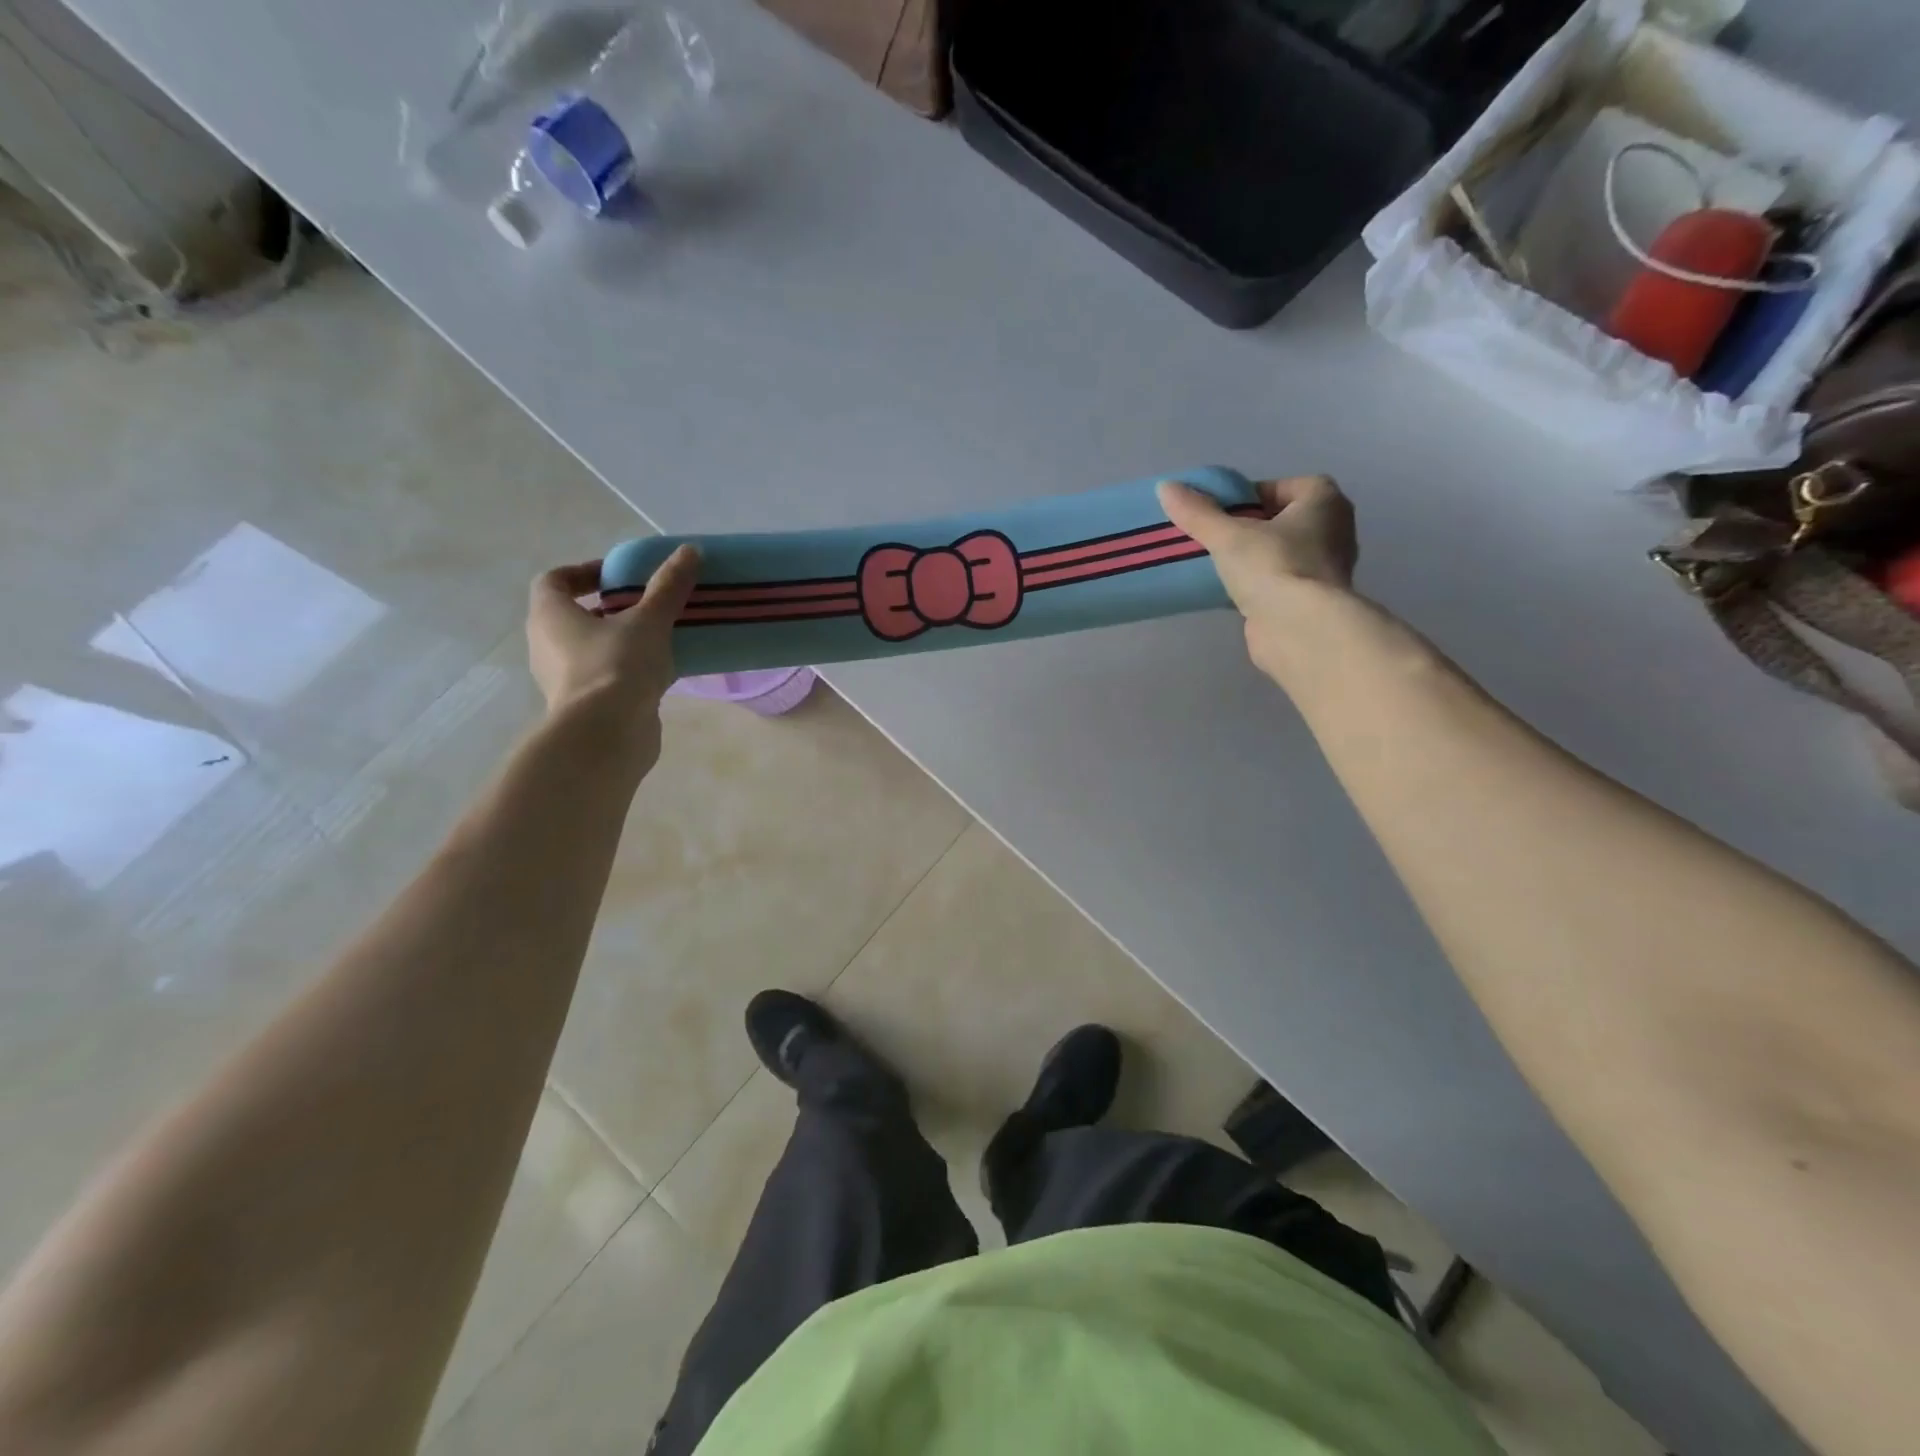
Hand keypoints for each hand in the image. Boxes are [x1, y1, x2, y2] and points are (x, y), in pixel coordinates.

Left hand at [526, 546, 699, 732]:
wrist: (607, 735)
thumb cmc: (617, 666)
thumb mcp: (649, 620)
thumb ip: (668, 587)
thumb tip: (690, 550)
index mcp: (549, 615)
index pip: (555, 580)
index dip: (585, 572)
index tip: (620, 575)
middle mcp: (546, 645)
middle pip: (573, 616)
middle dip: (609, 608)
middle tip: (646, 606)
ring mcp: (563, 679)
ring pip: (590, 649)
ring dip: (620, 641)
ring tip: (660, 638)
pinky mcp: (583, 707)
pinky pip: (604, 677)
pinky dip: (626, 671)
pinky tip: (660, 673)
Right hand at [1158, 476, 1358, 676]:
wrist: (1300, 630)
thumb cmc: (1273, 566)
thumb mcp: (1228, 535)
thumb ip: (1197, 512)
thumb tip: (1165, 487)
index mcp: (1325, 501)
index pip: (1281, 487)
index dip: (1248, 496)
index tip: (1219, 513)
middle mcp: (1334, 530)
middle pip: (1280, 520)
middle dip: (1248, 528)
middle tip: (1213, 538)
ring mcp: (1325, 568)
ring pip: (1279, 553)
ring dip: (1252, 558)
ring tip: (1215, 565)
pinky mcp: (1310, 600)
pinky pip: (1278, 582)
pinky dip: (1257, 585)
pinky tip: (1228, 592)